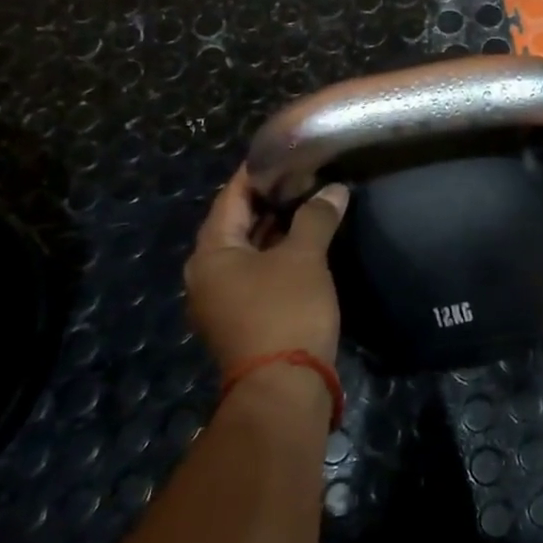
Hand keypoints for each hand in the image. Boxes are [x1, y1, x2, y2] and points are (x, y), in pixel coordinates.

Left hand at [183, 169, 349, 370]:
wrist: (284, 389)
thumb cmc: (285, 312)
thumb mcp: (304, 258)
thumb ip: (316, 217)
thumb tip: (334, 190)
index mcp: (211, 253)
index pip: (231, 198)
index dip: (257, 173)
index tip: (285, 153)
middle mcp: (208, 275)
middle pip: (238, 224)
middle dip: (271, 201)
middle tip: (305, 176)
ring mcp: (223, 301)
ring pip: (250, 251)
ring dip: (277, 230)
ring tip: (311, 204)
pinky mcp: (243, 320)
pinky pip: (259, 274)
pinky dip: (279, 255)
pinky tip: (308, 246)